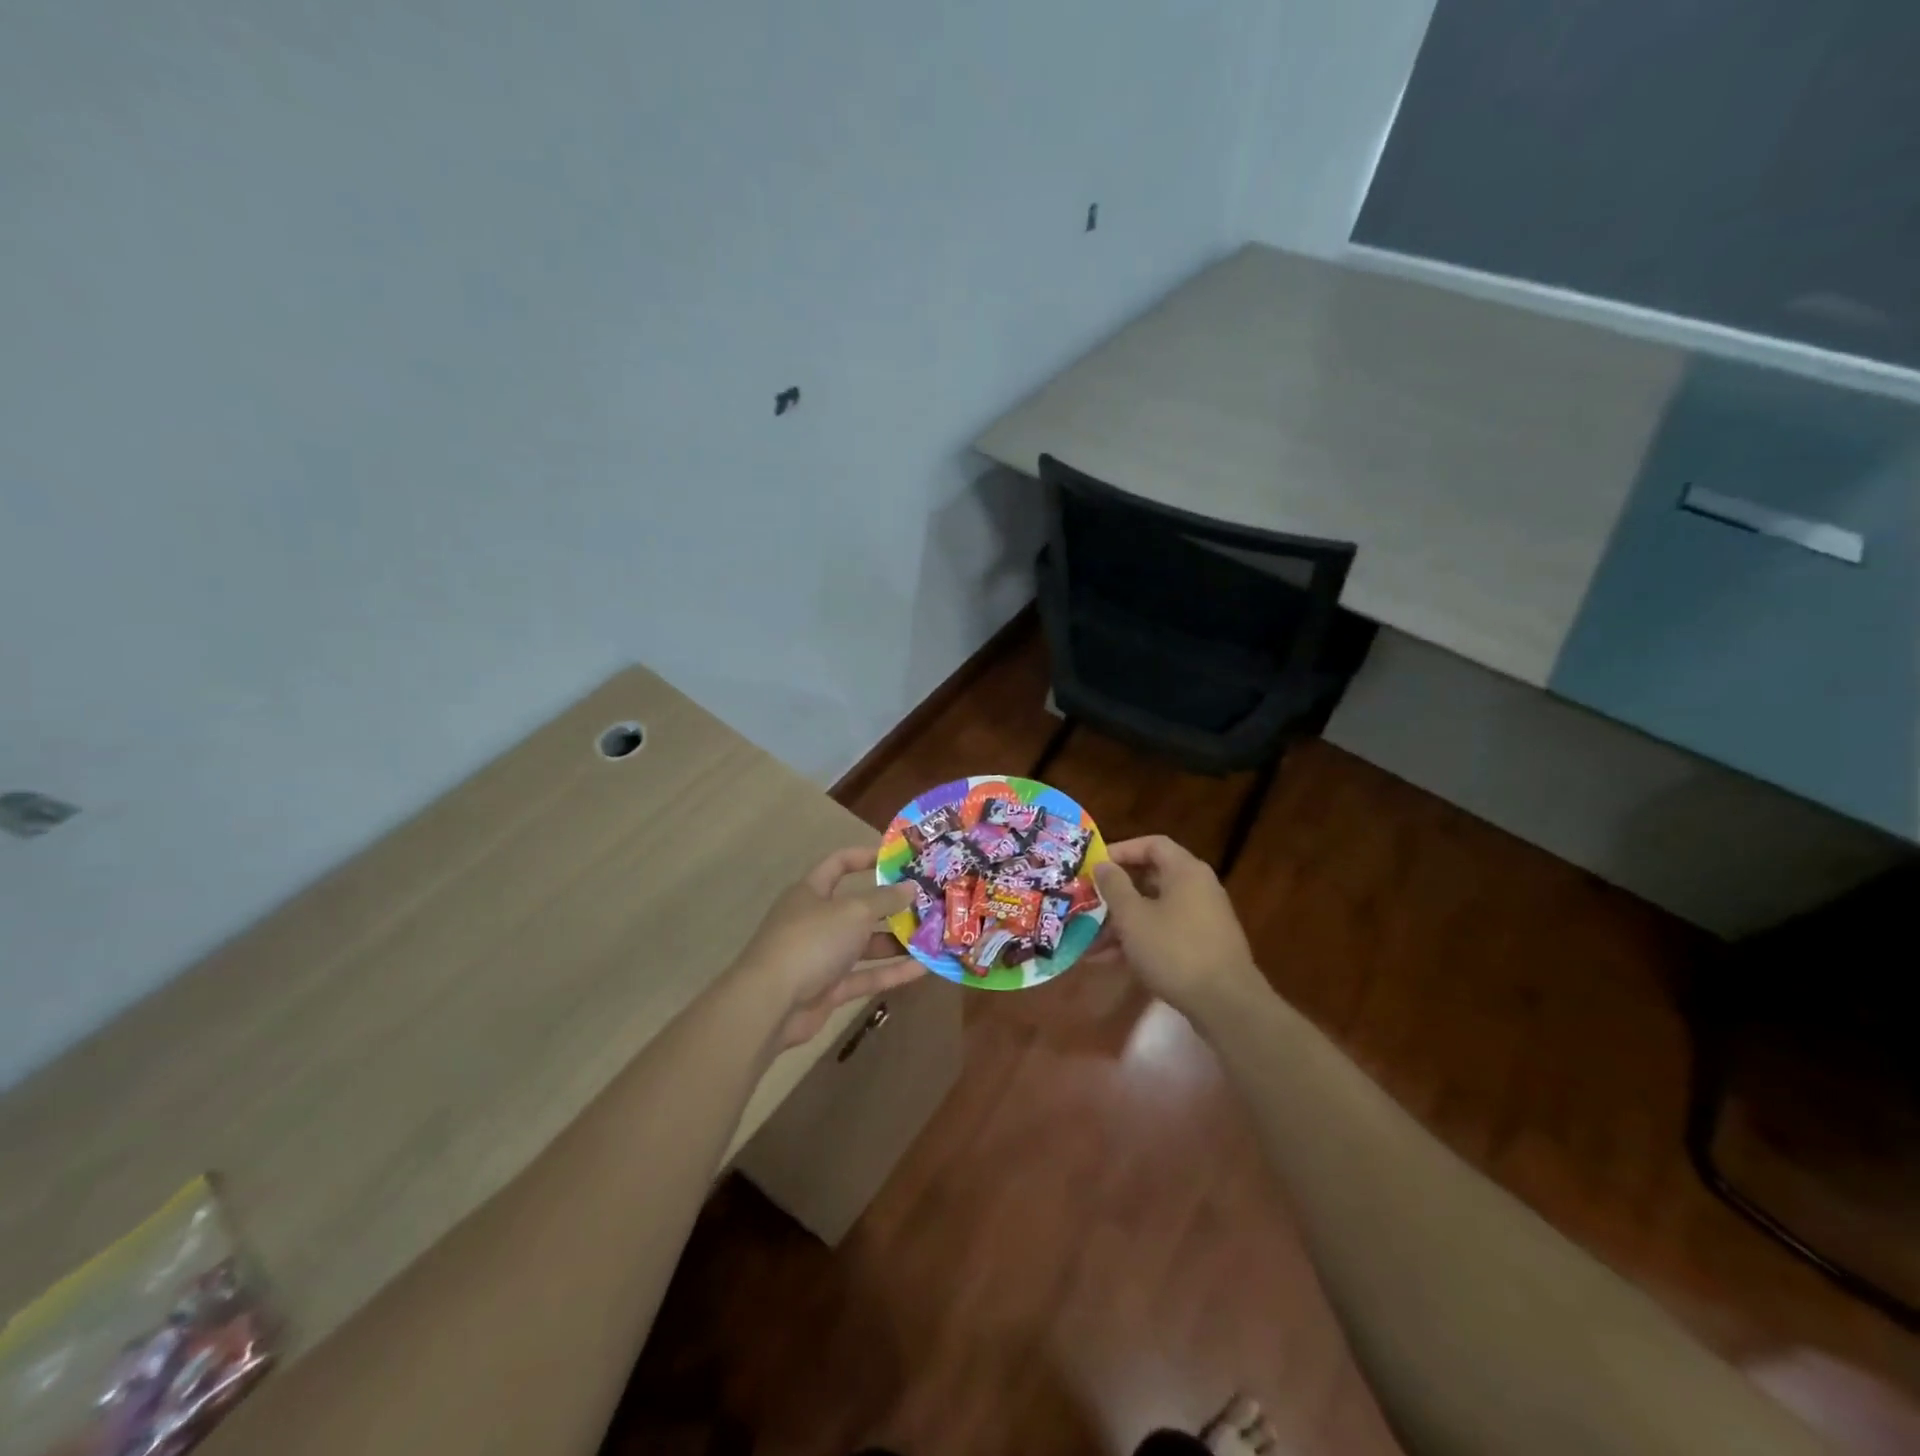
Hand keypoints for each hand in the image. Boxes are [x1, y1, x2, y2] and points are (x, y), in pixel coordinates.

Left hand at [735, 847, 923, 1049]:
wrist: (770, 1005)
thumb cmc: (811, 942)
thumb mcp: (853, 912)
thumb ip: (884, 899)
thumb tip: (910, 887)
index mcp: (812, 891)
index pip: (839, 864)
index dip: (866, 857)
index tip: (899, 858)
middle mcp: (816, 920)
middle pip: (858, 907)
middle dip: (892, 905)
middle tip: (928, 901)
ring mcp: (822, 956)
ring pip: (865, 944)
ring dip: (897, 940)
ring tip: (934, 935)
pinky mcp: (829, 989)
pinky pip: (866, 976)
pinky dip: (891, 972)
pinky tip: (924, 969)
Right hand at [1091, 835, 1263, 1017]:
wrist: (1226, 1004)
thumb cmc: (1174, 950)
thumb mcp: (1133, 917)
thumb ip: (1114, 886)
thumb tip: (1103, 865)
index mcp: (1185, 871)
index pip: (1152, 844)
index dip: (1121, 851)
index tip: (1095, 867)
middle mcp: (1198, 888)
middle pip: (1151, 878)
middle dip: (1116, 893)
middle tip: (1088, 903)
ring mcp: (1203, 918)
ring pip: (1155, 909)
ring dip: (1122, 922)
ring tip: (1091, 941)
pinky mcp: (1203, 946)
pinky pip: (1165, 932)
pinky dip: (1140, 939)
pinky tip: (1111, 960)